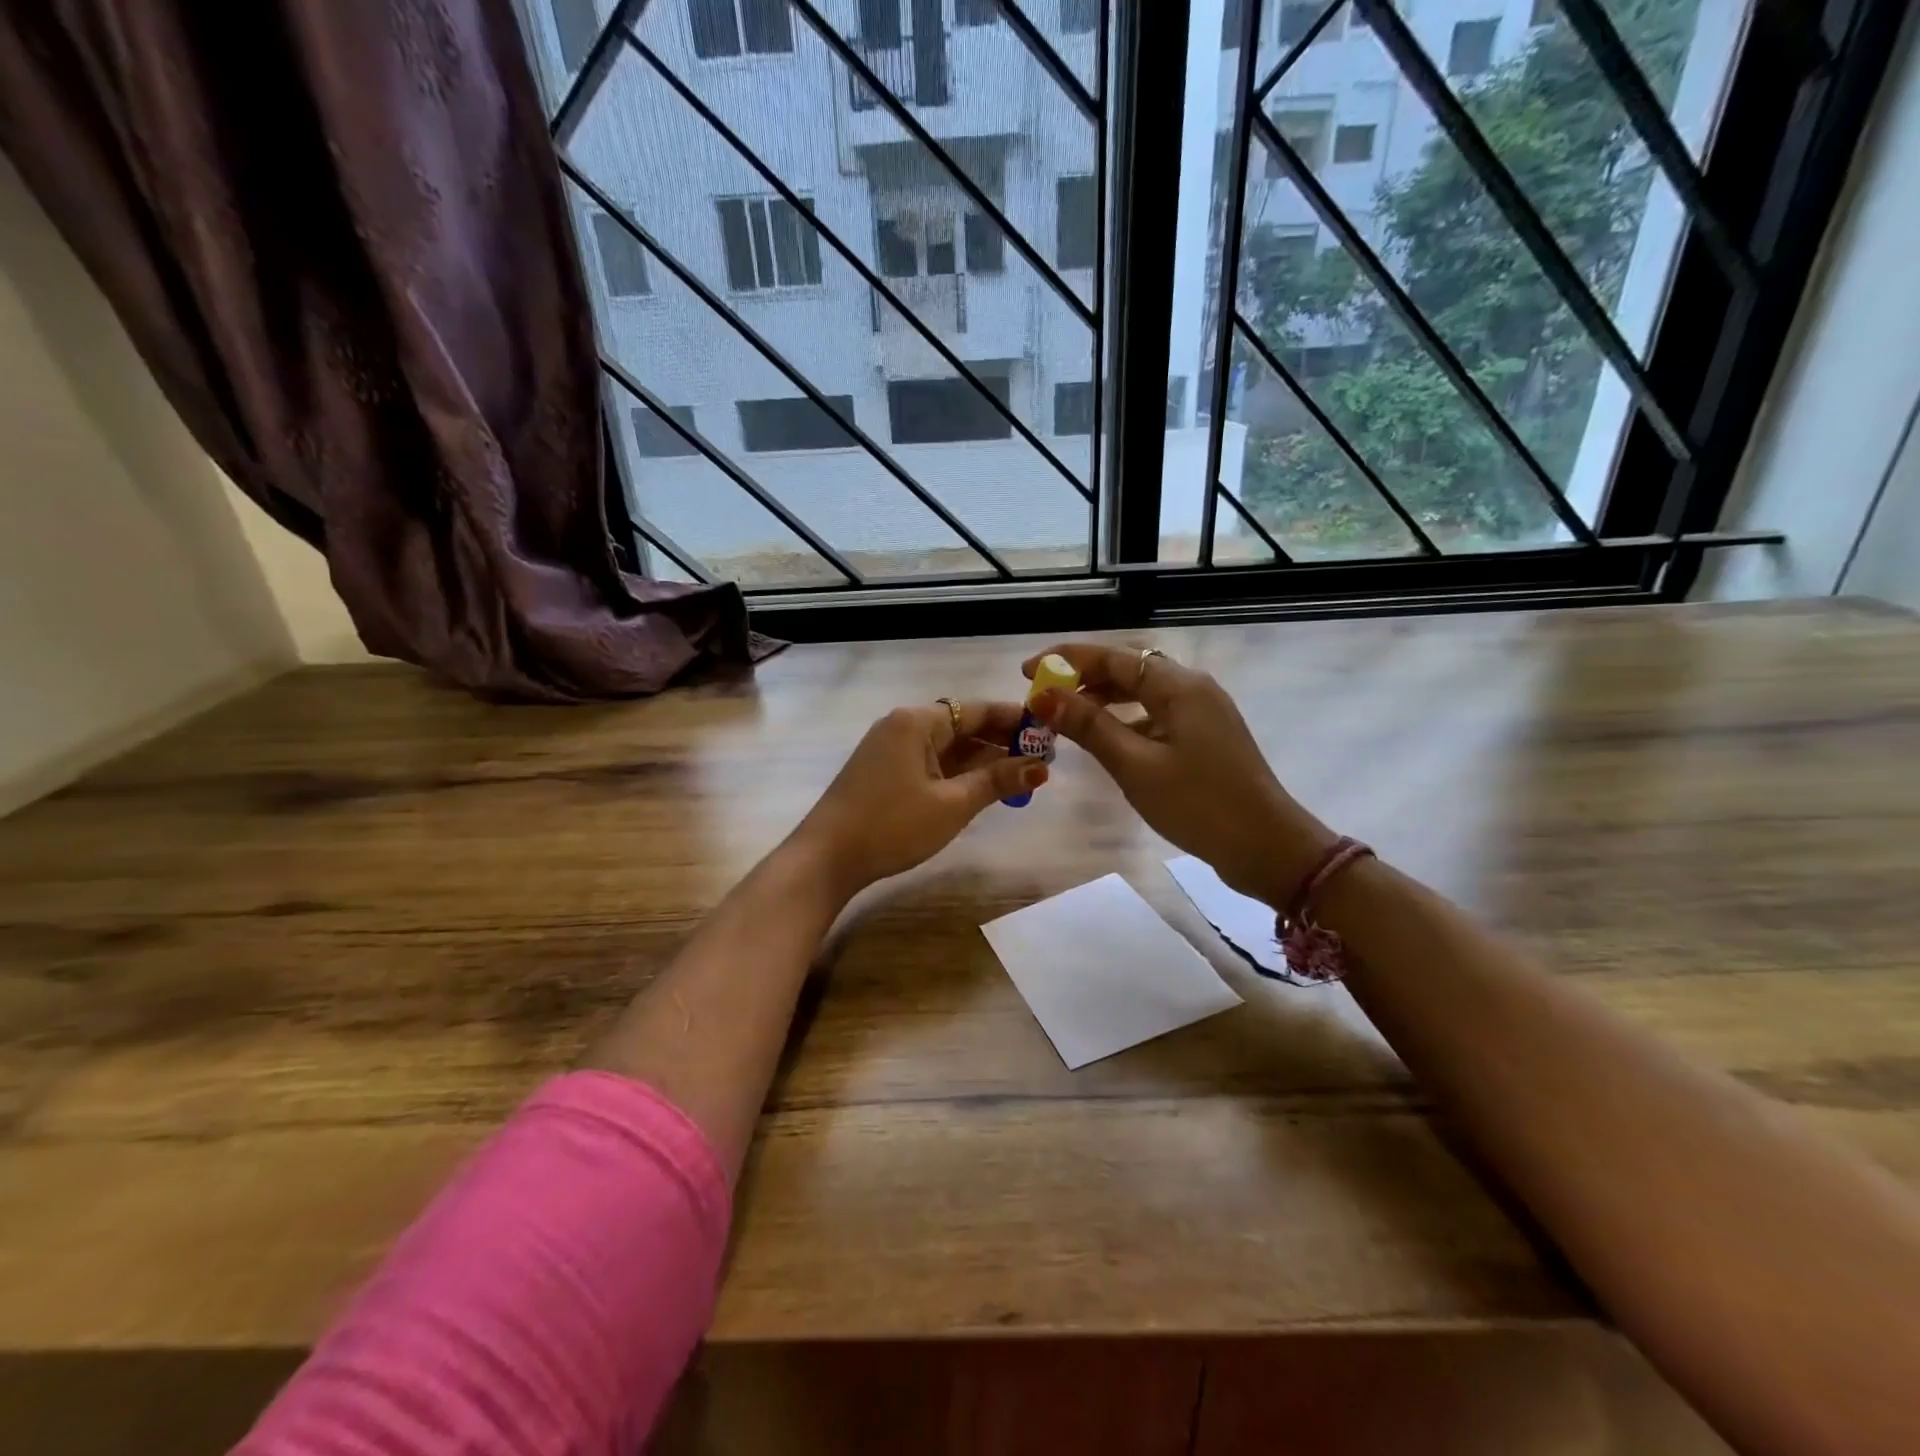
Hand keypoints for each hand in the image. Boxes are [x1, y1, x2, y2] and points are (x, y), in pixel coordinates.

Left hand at [792, 700, 1045, 898]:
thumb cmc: (892, 826)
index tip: (1049, 732)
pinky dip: (959, 772)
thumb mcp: (952, 804)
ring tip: (1022, 776)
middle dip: (1001, 742)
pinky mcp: (885, 772)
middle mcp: (903, 726)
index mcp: (917, 721)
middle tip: (1043, 760)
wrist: (826, 858)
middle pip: (961, 726)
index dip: (1014, 720)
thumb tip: (1041, 767)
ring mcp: (891, 750)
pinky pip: (931, 763)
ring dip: (982, 760)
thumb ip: (997, 780)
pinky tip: (984, 786)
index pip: (976, 710)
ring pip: (947, 747)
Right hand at [1023, 643, 1335, 906]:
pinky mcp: (1204, 736)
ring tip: (1065, 717)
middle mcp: (1192, 688)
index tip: (1027, 671)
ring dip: (1102, 700)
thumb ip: (1089, 726)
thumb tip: (1045, 696)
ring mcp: (1202, 712)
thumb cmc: (1198, 804)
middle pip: (1128, 669)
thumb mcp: (1135, 766)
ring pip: (1141, 692)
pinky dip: (1125, 720)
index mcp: (1178, 685)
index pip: (1113, 657)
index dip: (1067, 660)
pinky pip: (1155, 714)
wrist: (1267, 847)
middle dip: (1082, 679)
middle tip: (1042, 697)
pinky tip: (1105, 739)